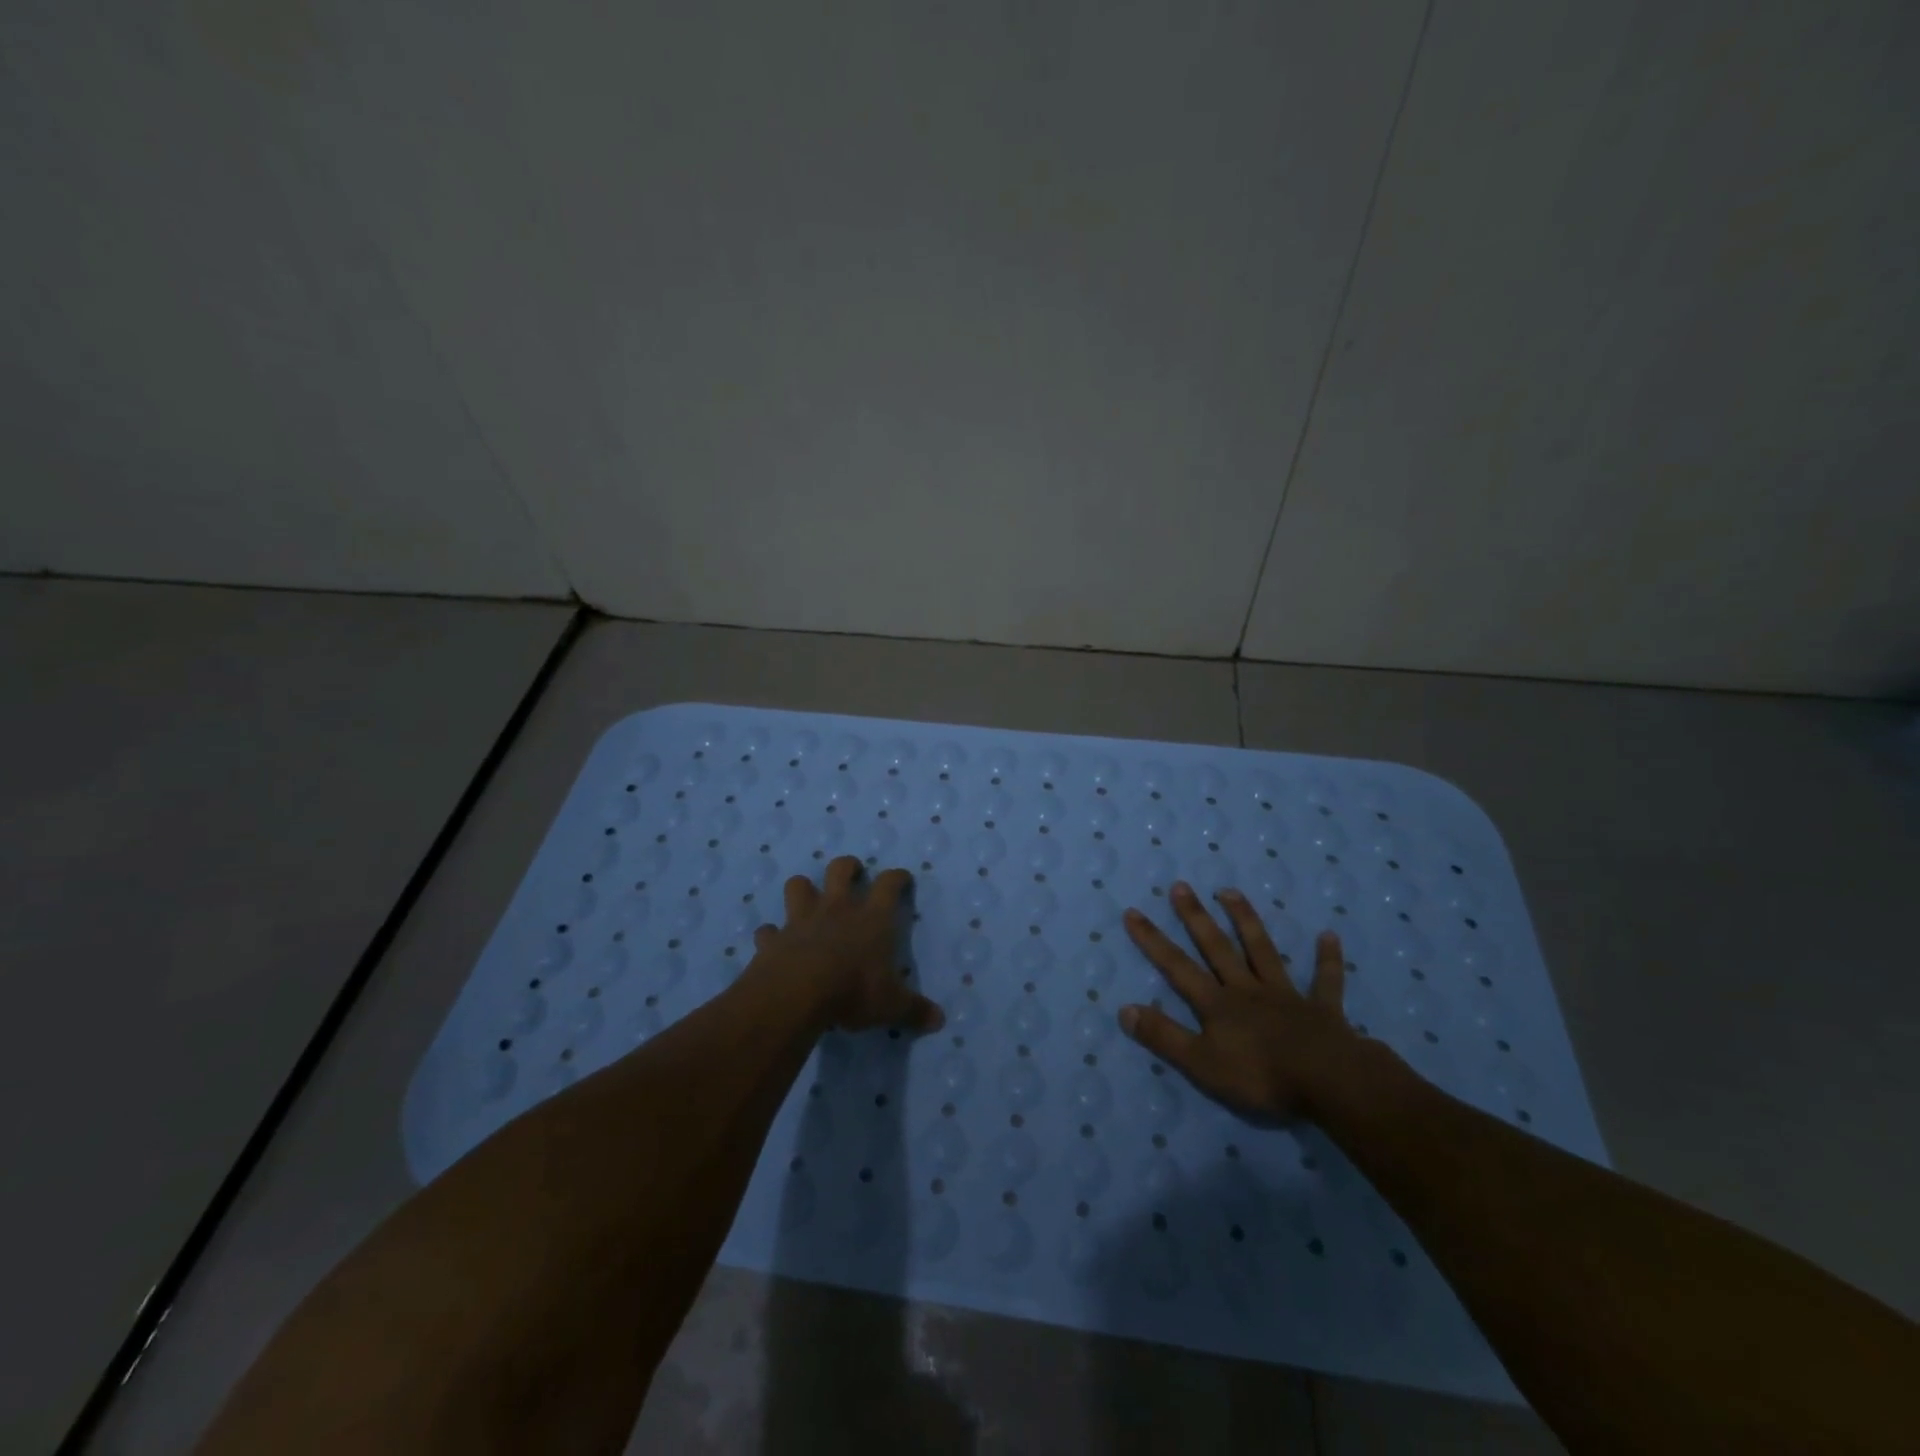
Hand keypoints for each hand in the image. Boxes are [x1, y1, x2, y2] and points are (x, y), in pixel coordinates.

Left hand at [747, 856, 944, 1033]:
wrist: (796, 994)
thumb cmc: (853, 991)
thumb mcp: (891, 1005)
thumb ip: (914, 1010)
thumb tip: (939, 1020)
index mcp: (871, 918)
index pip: (889, 884)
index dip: (897, 878)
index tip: (902, 878)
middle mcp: (837, 910)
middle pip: (840, 869)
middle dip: (847, 867)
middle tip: (852, 873)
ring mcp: (801, 921)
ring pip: (798, 886)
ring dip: (803, 889)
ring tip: (808, 899)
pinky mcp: (773, 940)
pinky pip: (768, 931)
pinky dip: (770, 935)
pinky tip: (773, 943)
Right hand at [1118, 882, 1365, 1120]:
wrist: (1328, 1082)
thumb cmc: (1260, 1076)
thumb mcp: (1201, 1063)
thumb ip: (1163, 1036)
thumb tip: (1124, 1009)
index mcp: (1217, 1005)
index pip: (1177, 967)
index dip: (1153, 941)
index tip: (1133, 912)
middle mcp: (1247, 990)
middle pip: (1217, 948)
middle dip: (1196, 917)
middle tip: (1181, 886)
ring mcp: (1285, 995)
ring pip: (1261, 950)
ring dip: (1246, 920)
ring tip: (1230, 892)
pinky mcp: (1321, 1009)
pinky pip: (1325, 980)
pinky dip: (1327, 959)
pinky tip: (1329, 936)